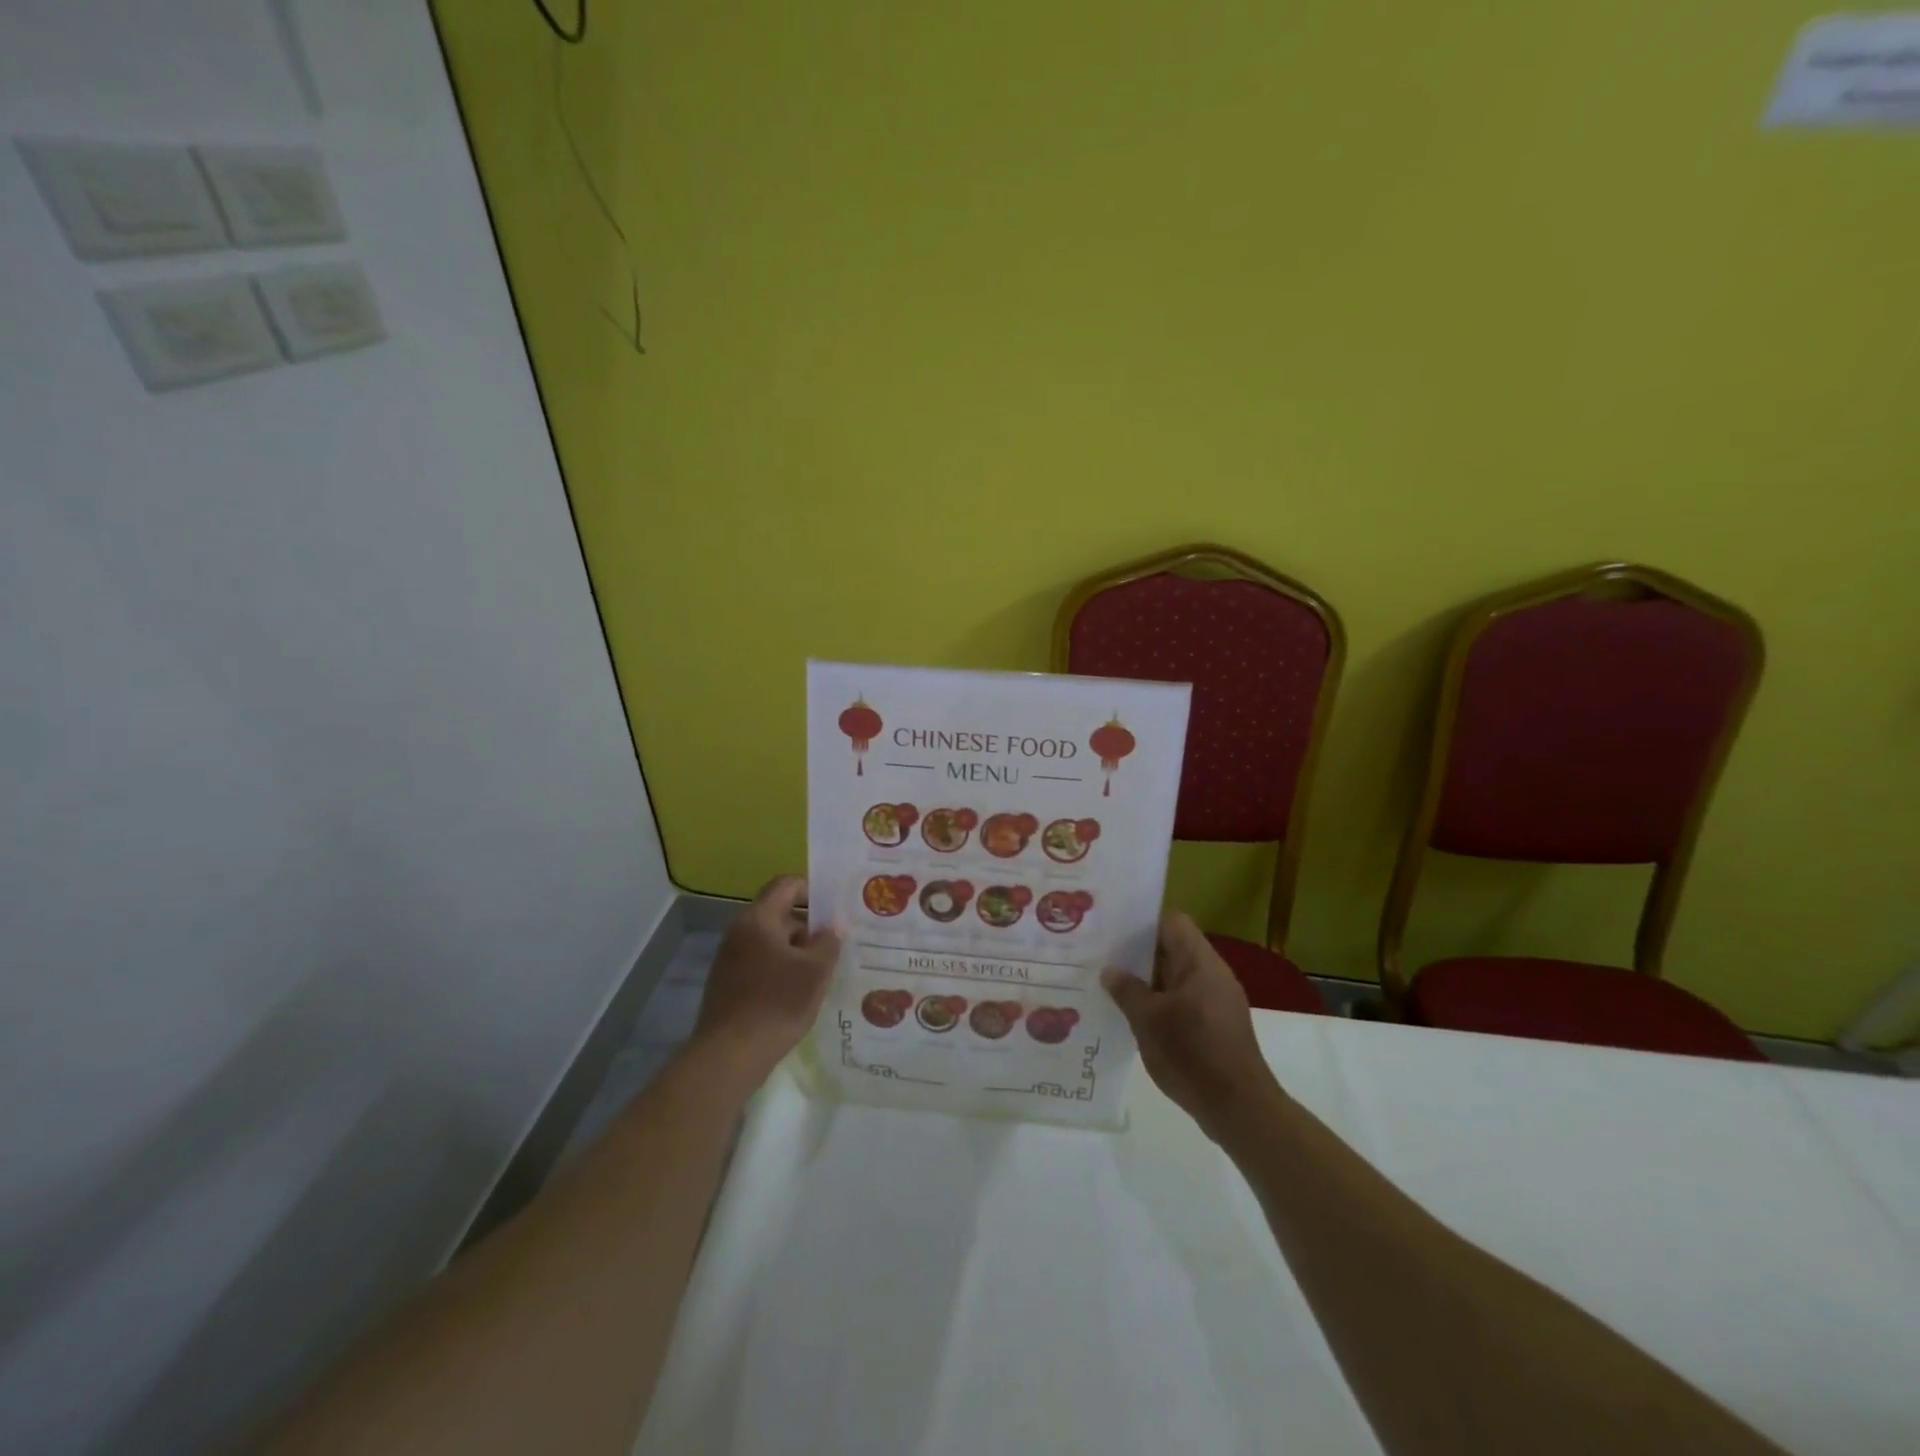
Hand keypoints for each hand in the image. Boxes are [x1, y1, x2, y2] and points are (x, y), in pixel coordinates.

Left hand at [692, 876, 840, 1087]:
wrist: (729, 1056)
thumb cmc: (777, 1003)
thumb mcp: (815, 971)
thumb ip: (828, 942)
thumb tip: (833, 927)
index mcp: (758, 919)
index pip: (786, 885)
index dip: (812, 889)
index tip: (835, 908)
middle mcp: (739, 932)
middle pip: (779, 914)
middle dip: (809, 926)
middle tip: (836, 943)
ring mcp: (730, 959)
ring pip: (770, 942)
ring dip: (797, 950)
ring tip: (823, 970)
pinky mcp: (728, 984)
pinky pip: (760, 963)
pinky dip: (781, 969)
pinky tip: (799, 992)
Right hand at [1103, 911, 1282, 1140]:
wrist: (1239, 1109)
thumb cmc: (1193, 1054)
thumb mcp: (1148, 1020)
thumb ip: (1127, 990)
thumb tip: (1110, 970)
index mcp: (1200, 962)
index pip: (1171, 921)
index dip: (1141, 922)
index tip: (1111, 930)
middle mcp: (1212, 974)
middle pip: (1172, 948)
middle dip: (1138, 954)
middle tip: (1101, 958)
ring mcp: (1217, 1000)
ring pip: (1175, 977)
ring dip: (1147, 981)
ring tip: (1110, 987)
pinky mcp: (1217, 1025)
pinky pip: (1183, 1000)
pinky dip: (1160, 1003)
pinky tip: (1134, 1018)